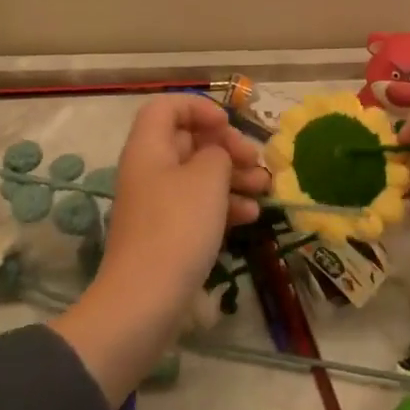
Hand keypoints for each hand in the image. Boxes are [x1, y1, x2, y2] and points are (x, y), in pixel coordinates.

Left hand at [52, 95, 267, 402]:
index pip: (167, 107)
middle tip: (254, 159)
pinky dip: (224, 205)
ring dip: (233, 177)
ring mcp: (157, 204)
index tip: (228, 125)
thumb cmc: (177, 227)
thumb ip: (218, 153)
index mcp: (149, 147)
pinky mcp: (167, 234)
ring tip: (264, 187)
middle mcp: (149, 169)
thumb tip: (217, 156)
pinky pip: (198, 206)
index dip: (199, 107)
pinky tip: (251, 216)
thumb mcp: (207, 177)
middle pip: (188, 141)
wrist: (144, 302)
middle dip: (226, 146)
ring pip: (198, 175)